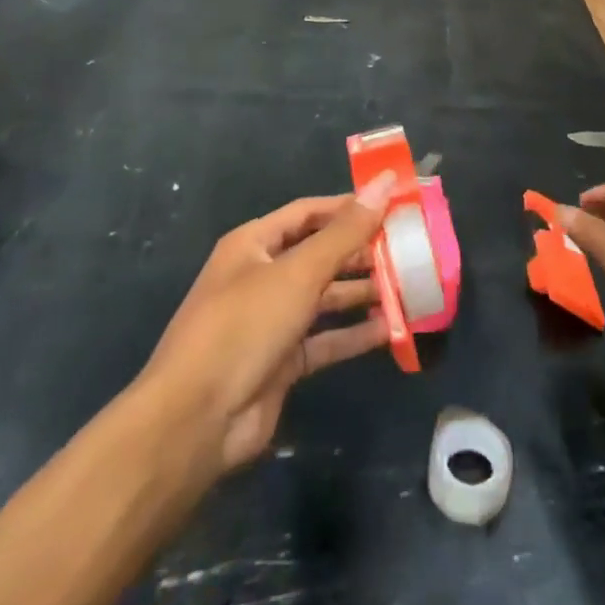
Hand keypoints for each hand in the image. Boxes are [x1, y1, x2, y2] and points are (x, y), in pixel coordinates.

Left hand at [140, 181, 393, 475]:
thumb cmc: (244, 327)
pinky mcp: (281, 362)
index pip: (309, 213)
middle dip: (362, 252)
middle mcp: (262, 277)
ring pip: (325, 298)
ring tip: (408, 286)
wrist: (195, 422)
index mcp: (254, 244)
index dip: (349, 207)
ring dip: (363, 292)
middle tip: (409, 249)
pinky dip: (354, 335)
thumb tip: (385, 182)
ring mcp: (271, 321)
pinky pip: (325, 340)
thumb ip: (346, 231)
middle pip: (320, 254)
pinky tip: (390, 330)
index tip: (393, 204)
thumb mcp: (299, 273)